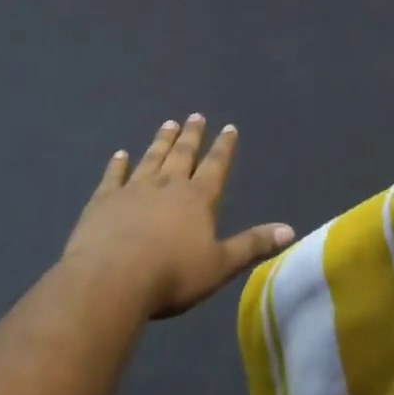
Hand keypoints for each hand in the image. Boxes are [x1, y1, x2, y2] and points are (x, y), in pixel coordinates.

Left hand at [64, 116, 293, 318]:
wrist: (112, 278)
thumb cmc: (172, 275)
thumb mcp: (219, 265)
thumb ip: (252, 245)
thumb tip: (290, 230)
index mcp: (198, 199)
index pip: (215, 166)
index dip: (224, 147)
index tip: (229, 127)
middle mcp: (167, 185)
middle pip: (182, 155)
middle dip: (192, 136)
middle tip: (195, 116)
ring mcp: (133, 189)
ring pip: (151, 158)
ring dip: (161, 142)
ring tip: (168, 124)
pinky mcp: (104, 200)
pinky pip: (113, 176)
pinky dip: (118, 164)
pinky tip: (120, 154)